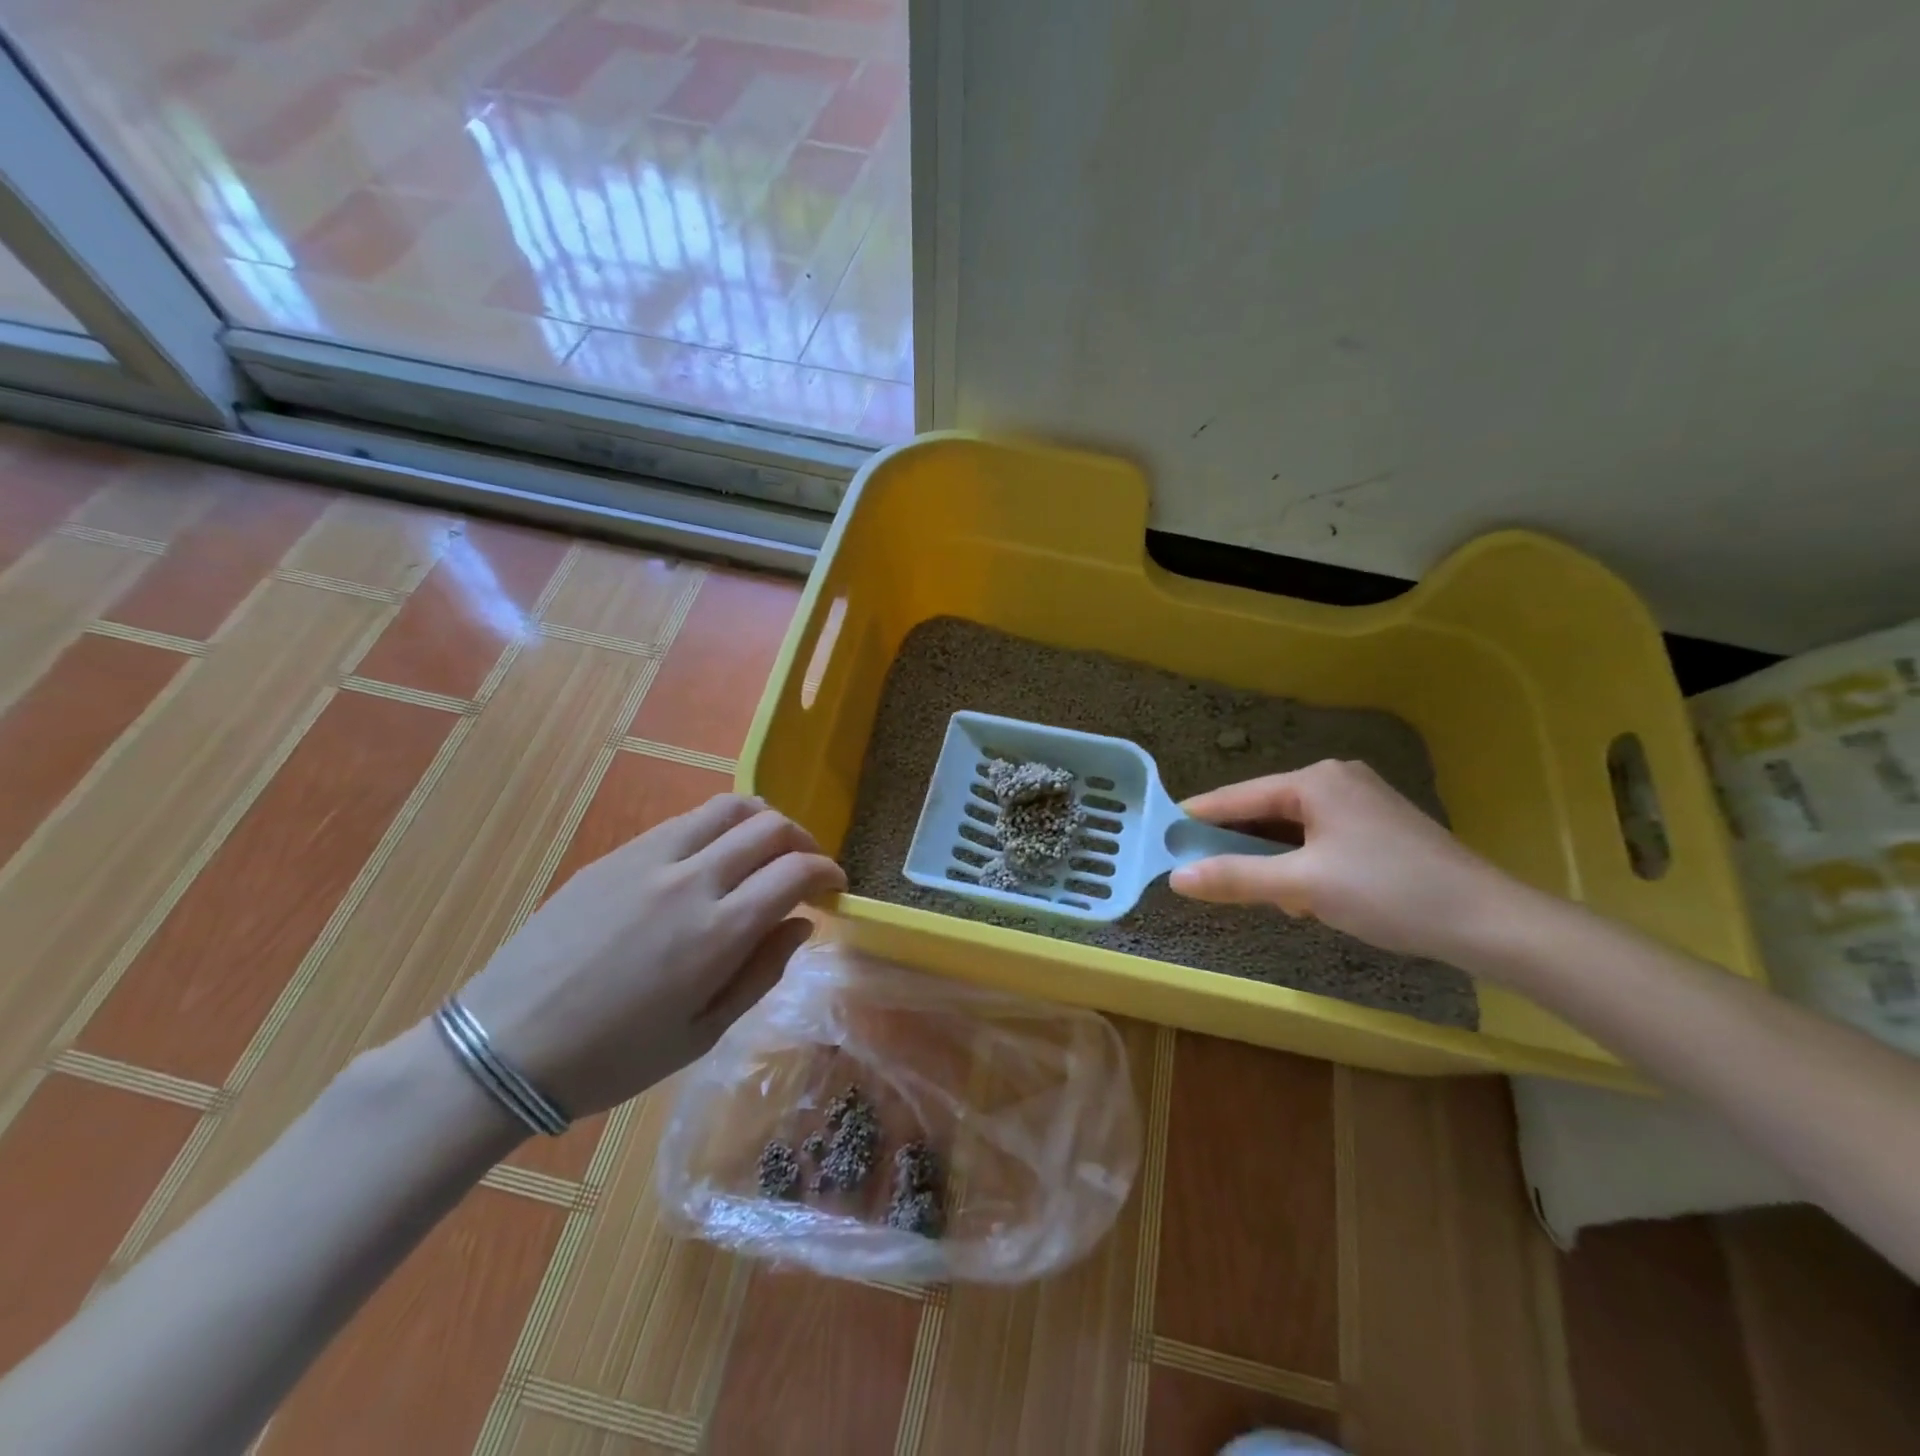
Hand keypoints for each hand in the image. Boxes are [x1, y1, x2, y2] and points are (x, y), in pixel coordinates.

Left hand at [450, 794, 845, 1121]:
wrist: (504, 1045)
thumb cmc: (613, 1057)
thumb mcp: (701, 1034)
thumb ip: (760, 972)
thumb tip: (801, 925)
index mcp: (717, 932)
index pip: (795, 872)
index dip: (828, 872)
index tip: (835, 885)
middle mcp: (690, 879)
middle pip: (769, 826)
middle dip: (803, 842)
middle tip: (806, 868)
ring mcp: (649, 858)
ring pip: (728, 807)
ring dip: (762, 822)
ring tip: (765, 850)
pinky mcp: (616, 854)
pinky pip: (684, 822)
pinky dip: (717, 828)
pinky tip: (711, 859)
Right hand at [1168, 759, 1513, 962]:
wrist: (1489, 921)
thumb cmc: (1388, 892)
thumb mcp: (1302, 886)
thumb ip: (1236, 878)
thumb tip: (1176, 878)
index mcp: (1315, 780)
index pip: (1238, 797)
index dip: (1198, 818)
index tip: (1161, 835)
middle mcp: (1336, 780)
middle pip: (1265, 812)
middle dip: (1240, 847)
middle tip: (1207, 876)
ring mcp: (1362, 803)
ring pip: (1293, 829)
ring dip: (1273, 861)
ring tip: (1264, 896)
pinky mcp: (1380, 828)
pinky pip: (1320, 839)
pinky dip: (1302, 864)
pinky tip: (1304, 895)